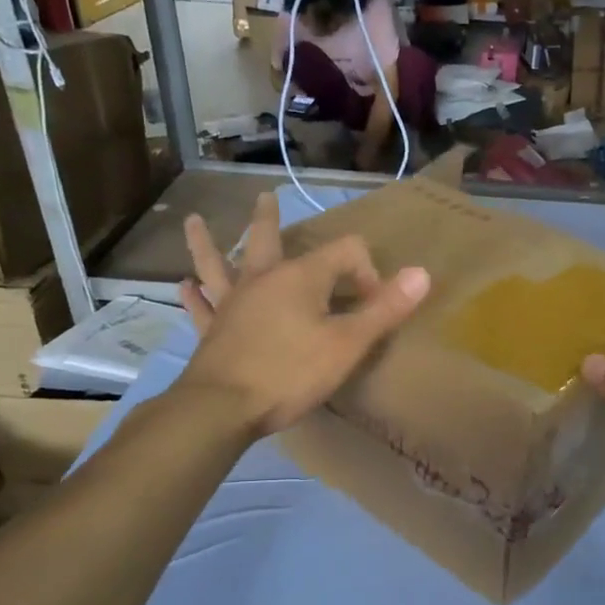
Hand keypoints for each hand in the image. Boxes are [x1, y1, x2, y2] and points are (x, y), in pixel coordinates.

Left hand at [177, 192, 428, 435]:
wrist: (224, 408)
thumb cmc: (291, 373)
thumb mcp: (348, 344)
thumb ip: (384, 309)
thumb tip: (422, 273)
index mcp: (301, 277)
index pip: (345, 253)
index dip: (366, 272)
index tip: (371, 305)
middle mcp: (263, 280)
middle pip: (267, 239)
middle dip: (269, 219)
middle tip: (264, 196)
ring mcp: (232, 304)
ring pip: (219, 265)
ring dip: (208, 243)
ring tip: (194, 221)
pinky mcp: (212, 331)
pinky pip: (202, 306)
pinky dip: (194, 296)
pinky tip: (183, 286)